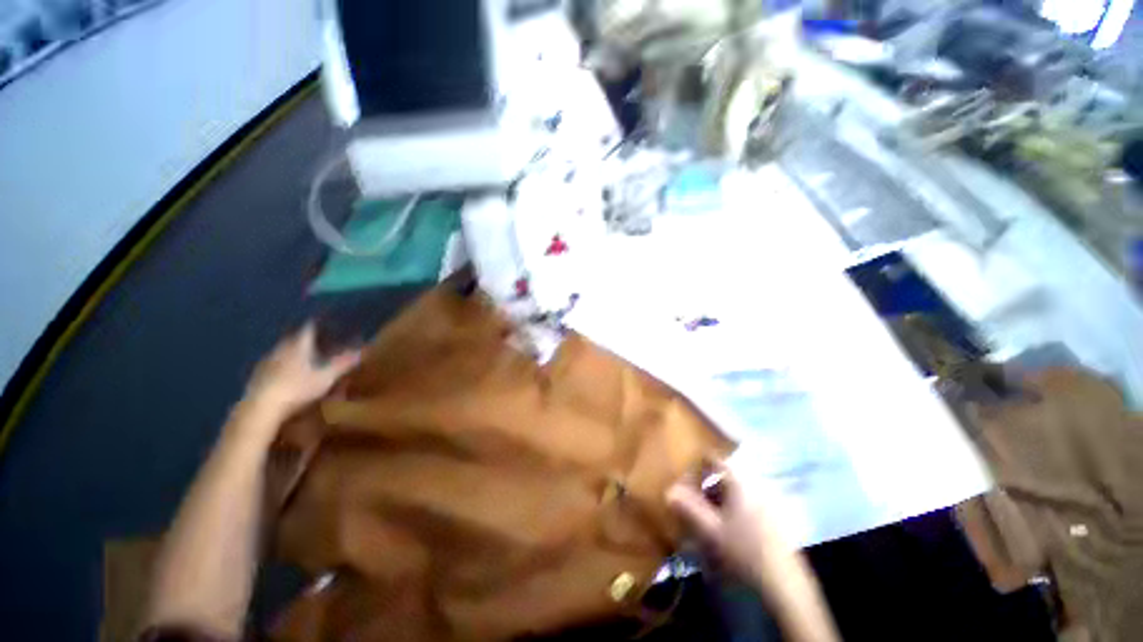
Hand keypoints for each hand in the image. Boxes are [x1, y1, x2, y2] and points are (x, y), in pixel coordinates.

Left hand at [244, 324, 360, 419]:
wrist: (261, 409)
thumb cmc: (297, 388)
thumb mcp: (327, 377)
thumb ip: (344, 363)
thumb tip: (363, 350)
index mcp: (298, 345)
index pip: (309, 328)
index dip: (319, 324)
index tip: (329, 323)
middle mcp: (280, 349)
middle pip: (295, 339)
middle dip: (308, 340)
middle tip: (321, 342)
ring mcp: (266, 363)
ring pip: (284, 352)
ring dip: (295, 354)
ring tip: (307, 360)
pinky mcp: (257, 378)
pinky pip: (275, 366)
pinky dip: (285, 368)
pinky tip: (290, 377)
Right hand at [666, 461, 802, 594]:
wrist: (786, 588)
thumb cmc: (745, 553)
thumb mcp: (710, 532)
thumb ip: (688, 508)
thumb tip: (669, 491)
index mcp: (740, 483)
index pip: (714, 459)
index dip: (696, 466)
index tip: (684, 481)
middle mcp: (755, 485)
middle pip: (723, 477)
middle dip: (704, 489)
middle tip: (692, 507)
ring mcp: (767, 502)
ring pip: (733, 493)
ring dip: (716, 502)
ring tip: (706, 522)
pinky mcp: (774, 519)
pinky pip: (745, 506)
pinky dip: (731, 512)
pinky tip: (727, 533)